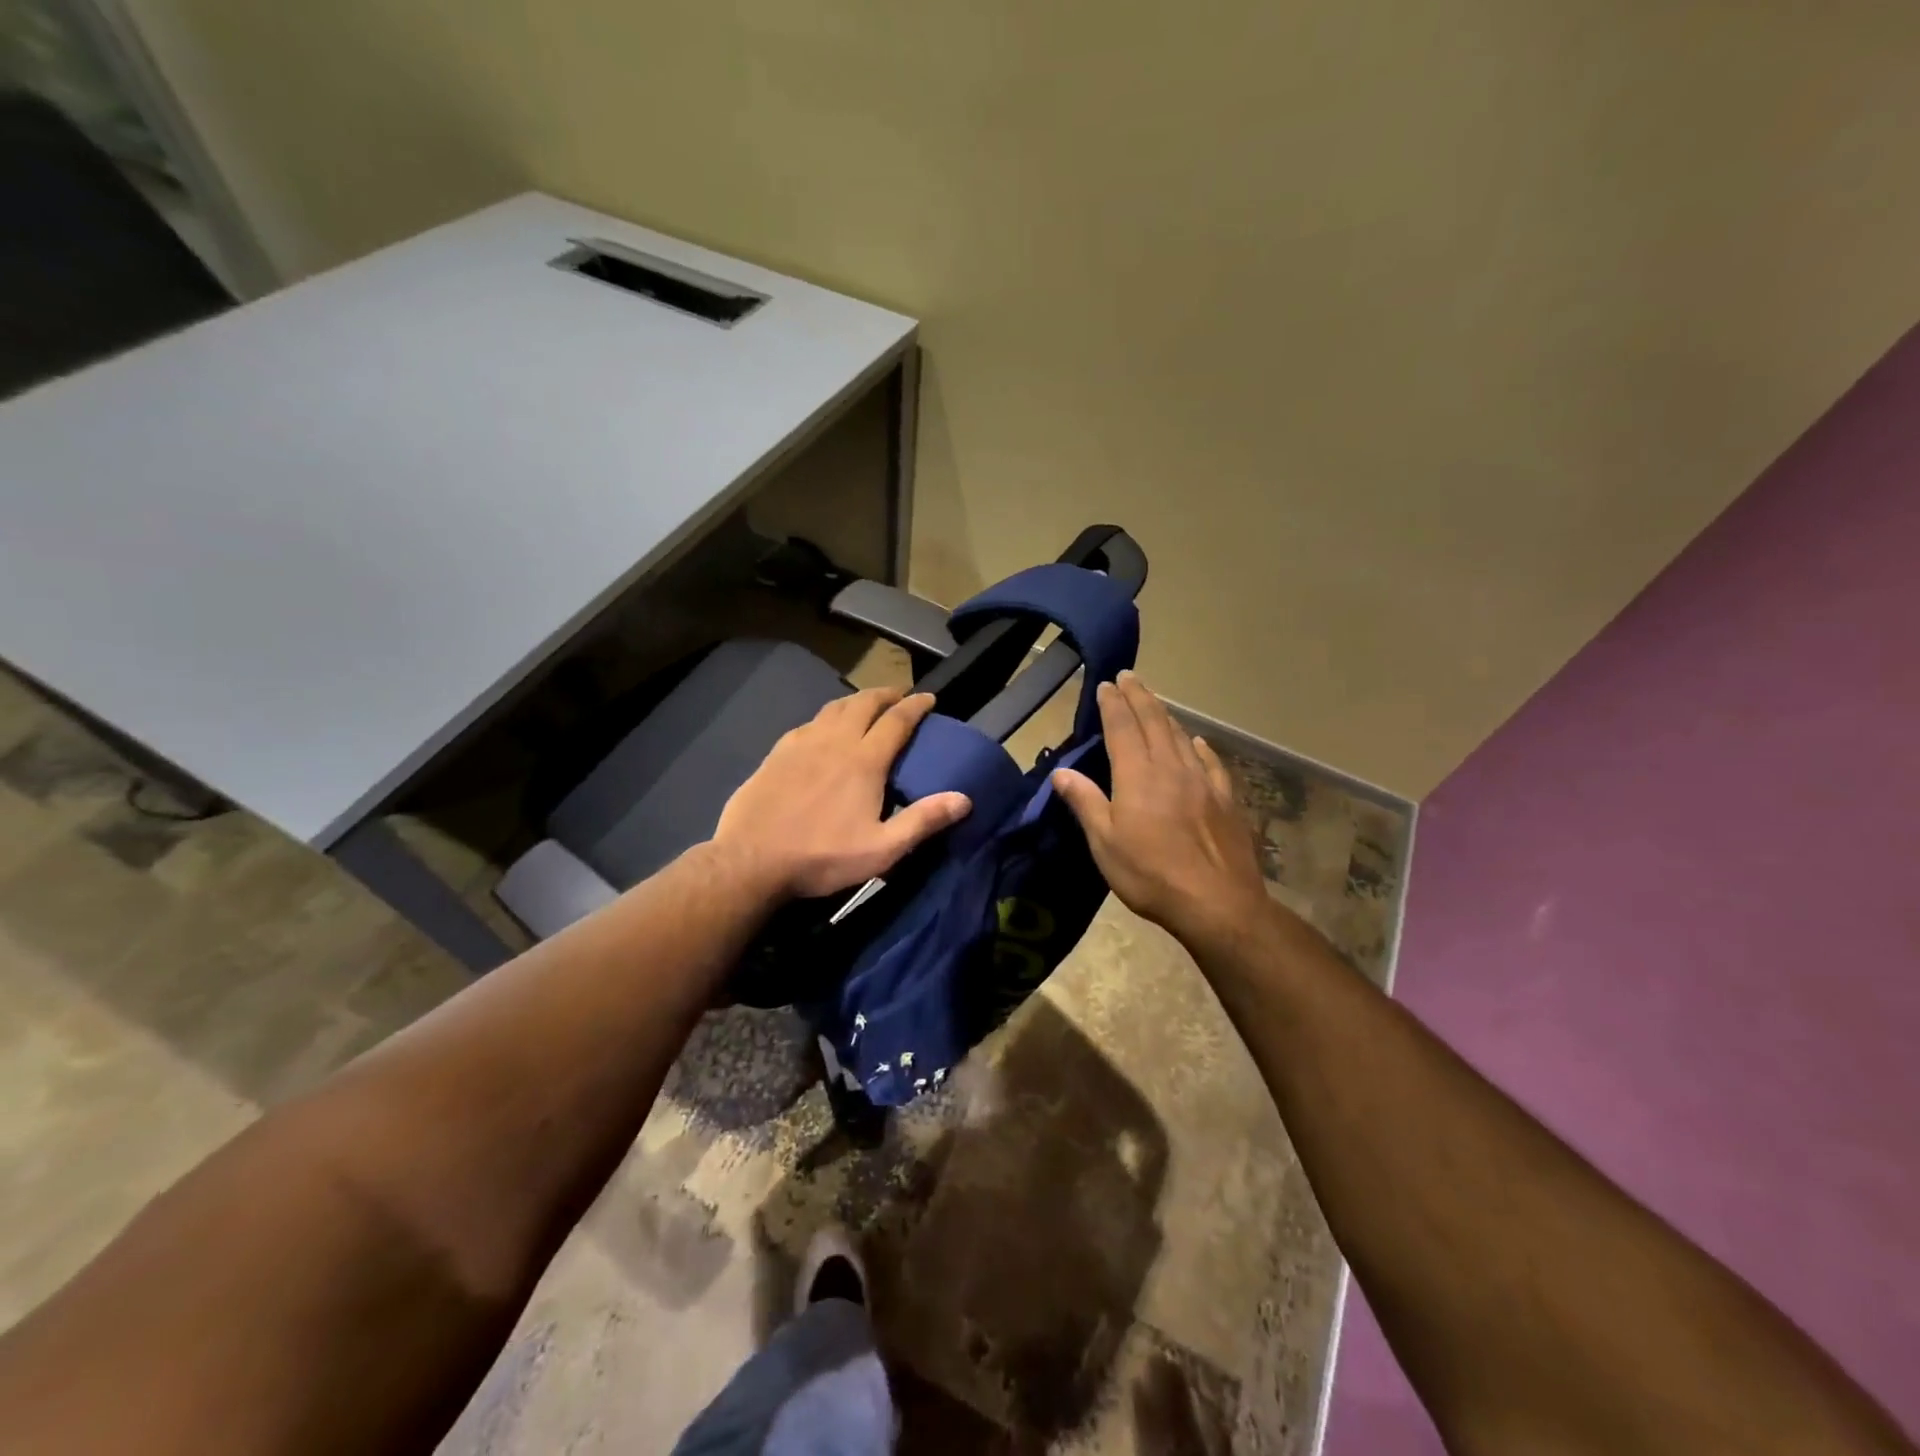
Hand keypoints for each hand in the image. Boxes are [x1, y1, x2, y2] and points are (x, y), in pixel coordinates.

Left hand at [714, 687, 971, 900]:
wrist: (751, 860)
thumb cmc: (821, 857)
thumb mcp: (882, 849)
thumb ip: (923, 821)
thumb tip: (964, 799)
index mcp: (864, 761)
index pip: (896, 721)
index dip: (916, 706)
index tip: (929, 698)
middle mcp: (834, 742)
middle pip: (863, 704)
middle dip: (885, 694)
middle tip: (899, 695)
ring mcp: (801, 744)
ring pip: (833, 708)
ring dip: (855, 701)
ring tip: (865, 705)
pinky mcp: (776, 754)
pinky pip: (807, 724)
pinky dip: (824, 718)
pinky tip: (821, 729)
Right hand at [1051, 673, 1271, 948]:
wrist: (1217, 903)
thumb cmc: (1150, 874)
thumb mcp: (1105, 843)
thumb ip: (1085, 802)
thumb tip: (1060, 772)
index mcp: (1138, 775)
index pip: (1123, 727)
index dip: (1113, 704)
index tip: (1106, 684)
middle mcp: (1171, 768)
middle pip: (1154, 721)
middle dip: (1140, 696)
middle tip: (1129, 676)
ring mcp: (1203, 782)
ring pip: (1181, 736)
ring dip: (1165, 714)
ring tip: (1154, 702)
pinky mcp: (1226, 800)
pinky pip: (1210, 762)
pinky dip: (1199, 746)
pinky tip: (1196, 742)